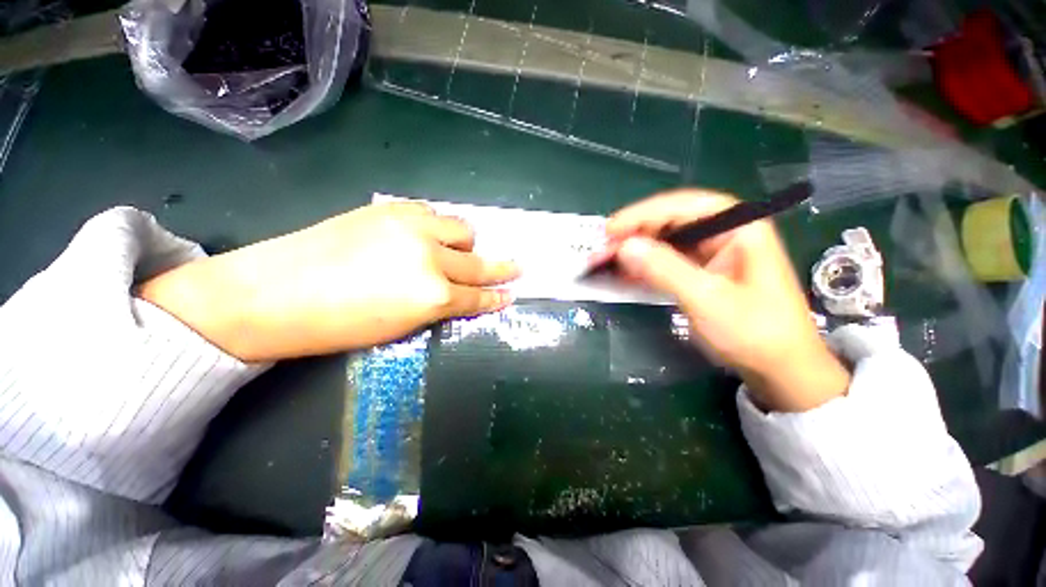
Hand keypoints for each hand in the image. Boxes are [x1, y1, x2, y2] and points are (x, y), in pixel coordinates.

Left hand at [140, 202, 518, 361]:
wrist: (273, 293)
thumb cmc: (338, 326)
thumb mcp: (400, 326)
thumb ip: (438, 306)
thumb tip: (460, 294)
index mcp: (432, 295)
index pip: (477, 296)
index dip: (496, 297)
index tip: (511, 294)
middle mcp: (430, 257)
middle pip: (478, 261)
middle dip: (501, 267)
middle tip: (517, 266)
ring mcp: (412, 227)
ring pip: (461, 228)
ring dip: (467, 243)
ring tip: (460, 251)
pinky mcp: (391, 208)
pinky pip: (433, 213)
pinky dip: (439, 226)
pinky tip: (429, 234)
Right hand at [604, 190, 849, 411]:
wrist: (780, 370)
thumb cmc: (754, 332)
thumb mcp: (707, 299)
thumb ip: (665, 269)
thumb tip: (624, 247)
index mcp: (739, 227)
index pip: (684, 206)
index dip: (643, 214)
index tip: (610, 230)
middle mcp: (725, 233)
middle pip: (671, 221)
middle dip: (635, 233)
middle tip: (603, 248)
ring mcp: (712, 253)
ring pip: (665, 241)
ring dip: (635, 250)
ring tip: (606, 260)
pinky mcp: (701, 271)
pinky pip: (666, 261)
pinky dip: (644, 266)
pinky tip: (624, 273)